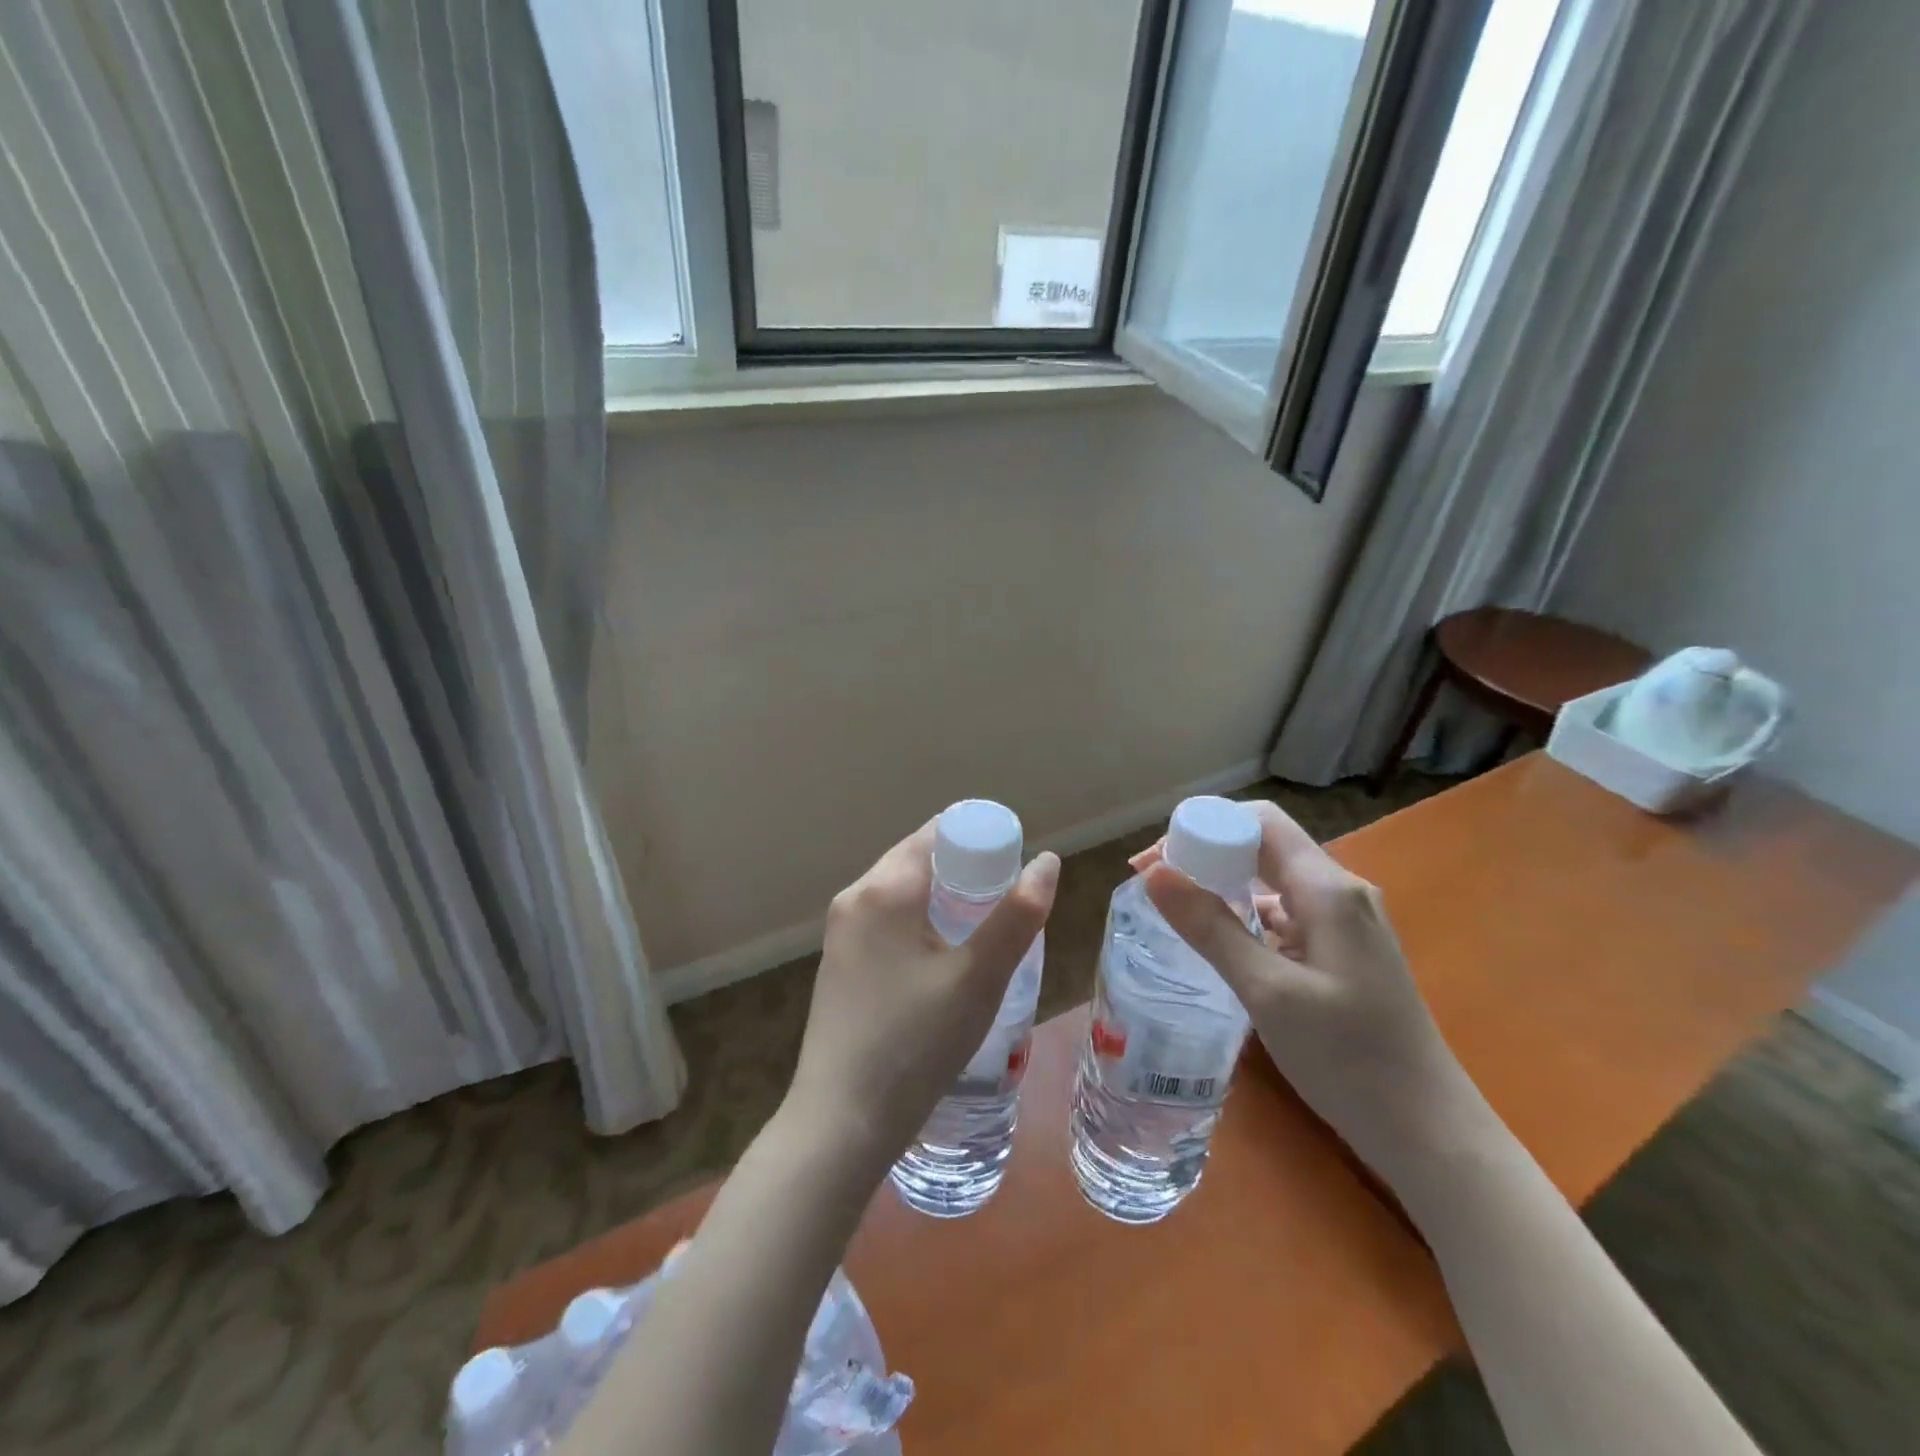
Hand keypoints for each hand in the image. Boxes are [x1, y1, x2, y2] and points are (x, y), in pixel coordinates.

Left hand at [786, 819, 1058, 1165]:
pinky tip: (945, 959)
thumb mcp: (978, 978)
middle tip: (1010, 899)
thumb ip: (1016, 915)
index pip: (938, 833)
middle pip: (920, 859)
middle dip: (968, 871)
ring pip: (904, 893)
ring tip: (986, 929)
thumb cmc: (914, 1044)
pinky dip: (922, 923)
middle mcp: (855, 898)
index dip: (982, 839)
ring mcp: (841, 933)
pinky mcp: (840, 964)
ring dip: (946, 899)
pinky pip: (888, 922)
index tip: (1018, 864)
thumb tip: (1047, 861)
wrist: (840, 1124)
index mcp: (883, 888)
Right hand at [1132, 802, 1484, 1189]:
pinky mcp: (1346, 953)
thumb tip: (1155, 873)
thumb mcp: (1268, 991)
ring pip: (1275, 882)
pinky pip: (1289, 914)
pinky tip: (1224, 944)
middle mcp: (1342, 893)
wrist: (1431, 1135)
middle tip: (1156, 885)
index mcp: (1328, 889)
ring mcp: (1348, 924)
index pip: (1260, 821)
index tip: (1158, 858)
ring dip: (1226, 886)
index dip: (1205, 825)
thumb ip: (1211, 928)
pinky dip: (1249, 917)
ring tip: (1178, 912)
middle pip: (1265, 847)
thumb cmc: (1349, 1059)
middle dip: (1207, 855)